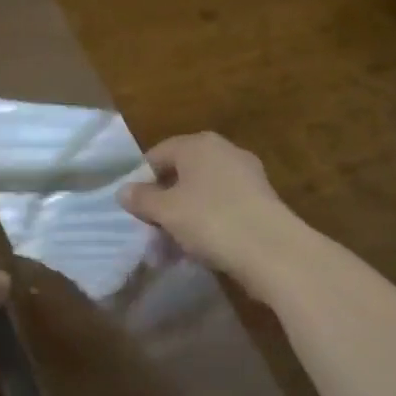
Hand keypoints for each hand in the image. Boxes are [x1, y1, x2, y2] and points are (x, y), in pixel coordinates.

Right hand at [117, 133, 299, 293]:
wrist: (272, 249)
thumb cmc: (210, 220)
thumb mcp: (166, 211)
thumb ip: (142, 199)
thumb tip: (123, 190)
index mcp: (199, 144)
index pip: (158, 154)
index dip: (141, 179)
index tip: (132, 208)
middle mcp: (224, 152)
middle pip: (182, 174)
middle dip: (163, 203)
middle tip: (149, 231)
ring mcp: (247, 176)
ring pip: (202, 194)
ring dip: (184, 218)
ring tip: (171, 249)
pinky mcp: (261, 202)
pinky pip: (223, 209)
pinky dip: (207, 225)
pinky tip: (199, 250)